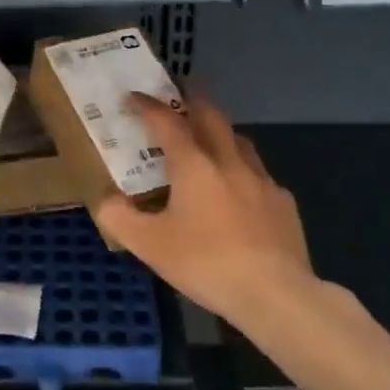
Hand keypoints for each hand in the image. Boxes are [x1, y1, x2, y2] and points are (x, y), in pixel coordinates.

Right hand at [94, 93, 316, 328]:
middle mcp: (229, 162)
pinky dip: (243, 172)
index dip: (148, 106)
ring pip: (240, 142)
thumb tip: (106, 202)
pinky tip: (240, 193)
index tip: (133, 96)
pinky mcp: (283, 203)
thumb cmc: (206, 263)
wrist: (275, 293)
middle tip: (180, 97)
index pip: (167, 122)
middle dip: (193, 102)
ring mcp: (262, 181)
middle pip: (211, 117)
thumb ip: (121, 220)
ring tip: (210, 140)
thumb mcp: (150, 246)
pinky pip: (259, 176)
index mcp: (194, 165)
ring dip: (221, 133)